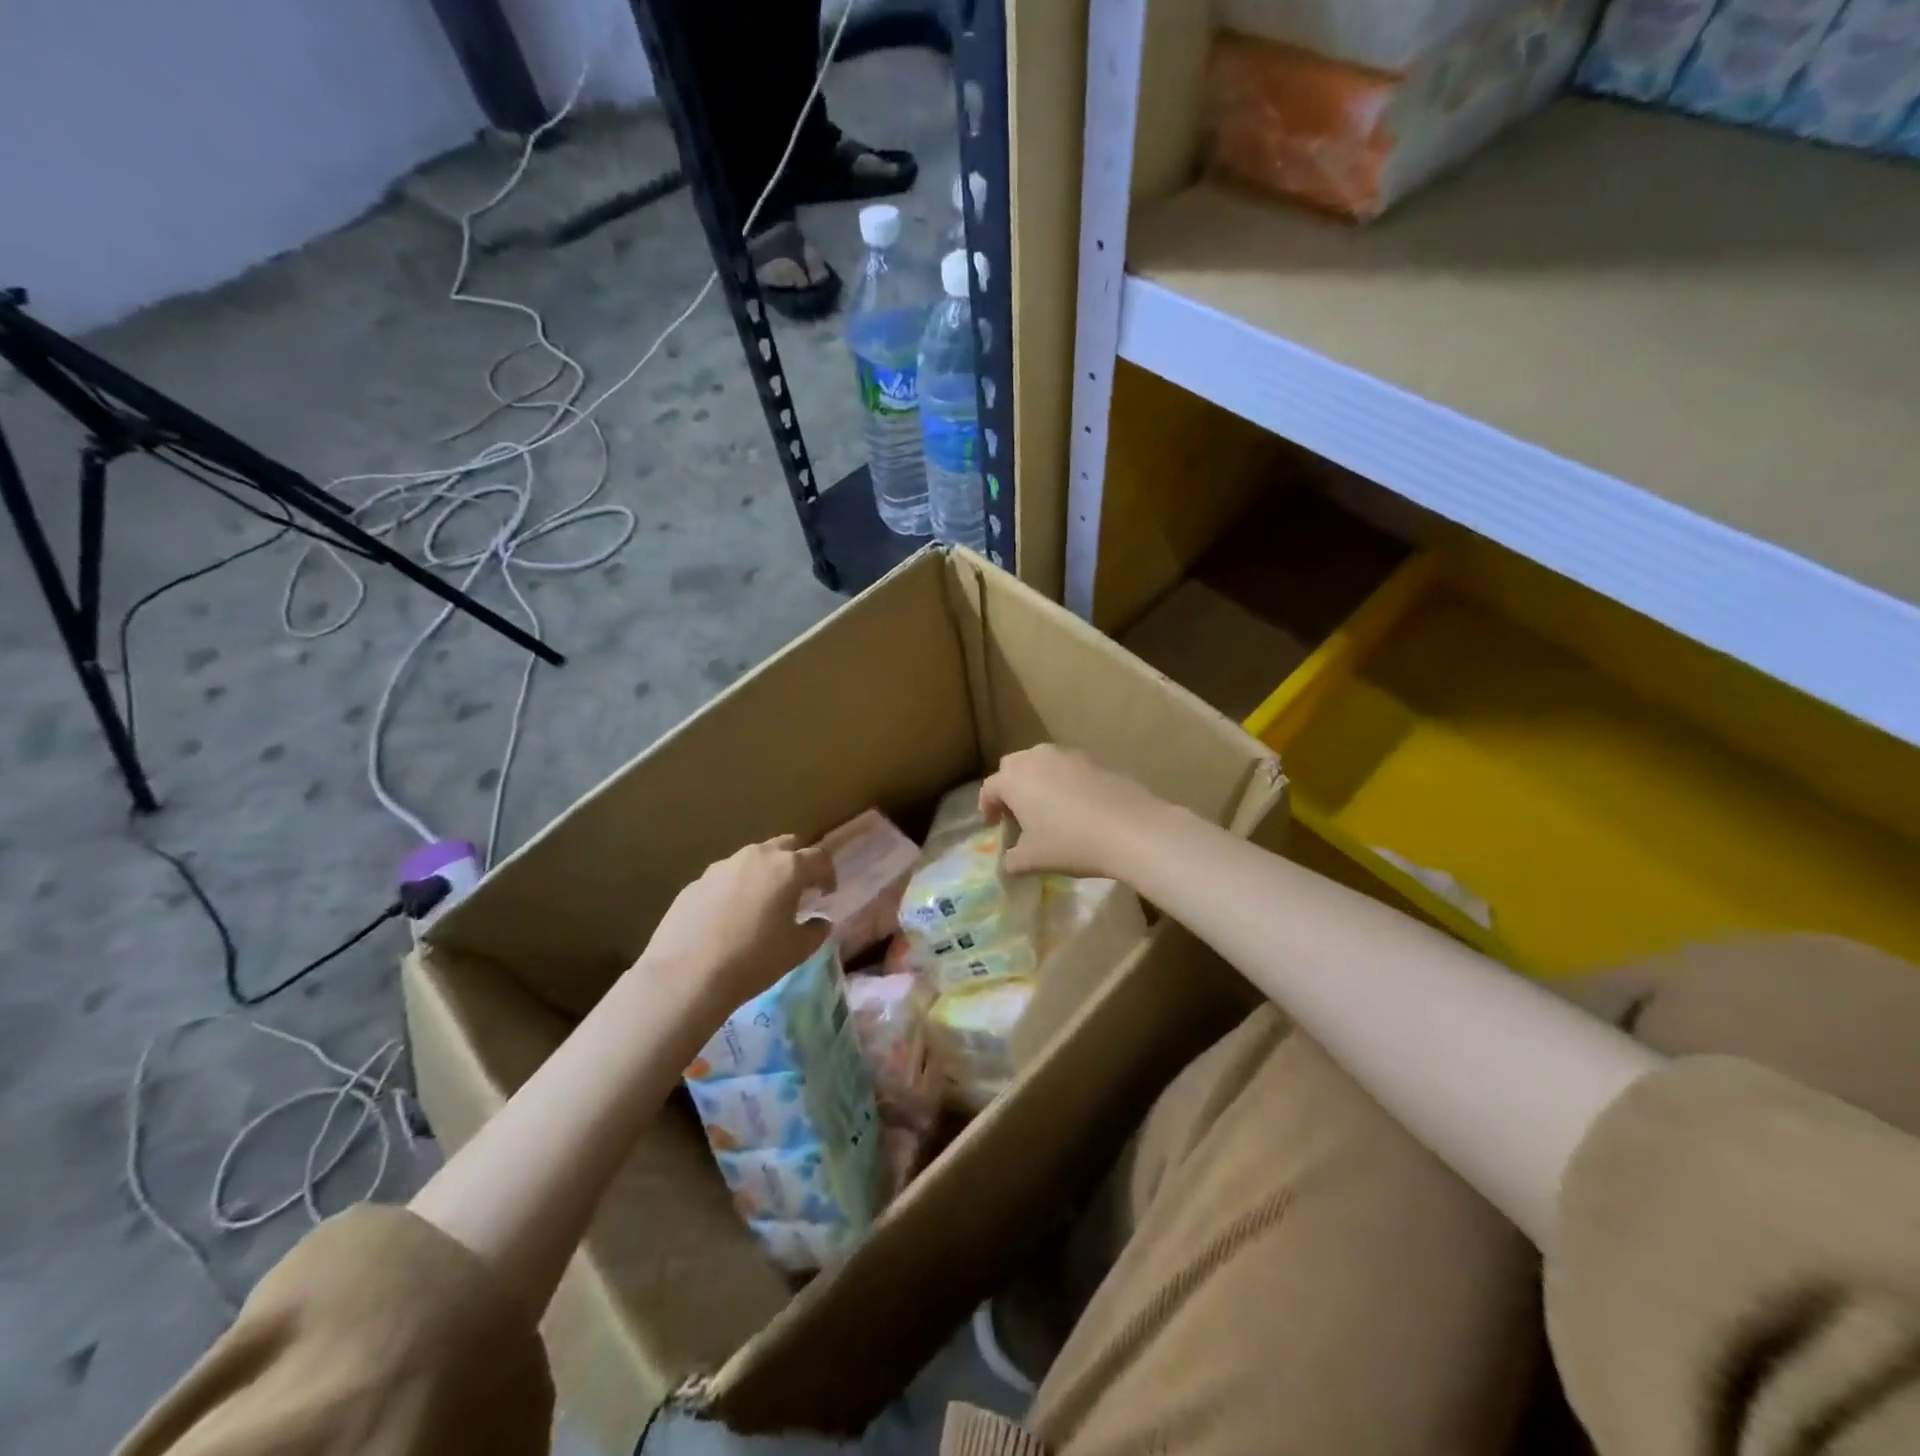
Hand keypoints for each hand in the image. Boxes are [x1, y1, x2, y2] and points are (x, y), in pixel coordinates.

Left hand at [636, 836, 834, 1017]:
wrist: (686, 976)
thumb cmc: (753, 960)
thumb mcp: (796, 951)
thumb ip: (815, 931)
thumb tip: (820, 921)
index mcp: (787, 868)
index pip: (819, 857)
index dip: (828, 874)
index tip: (827, 894)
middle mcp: (756, 857)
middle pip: (785, 846)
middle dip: (796, 863)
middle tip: (796, 891)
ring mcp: (722, 867)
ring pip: (752, 859)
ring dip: (764, 874)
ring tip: (761, 905)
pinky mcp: (695, 883)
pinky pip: (725, 878)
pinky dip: (735, 889)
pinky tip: (728, 919)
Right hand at [980, 745, 1169, 878]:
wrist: (1131, 829)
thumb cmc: (1071, 843)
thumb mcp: (1034, 859)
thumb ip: (1013, 859)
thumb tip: (1009, 862)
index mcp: (1014, 779)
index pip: (989, 788)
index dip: (986, 807)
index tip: (991, 825)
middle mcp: (1037, 758)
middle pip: (1013, 767)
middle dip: (1009, 787)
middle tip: (1015, 813)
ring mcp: (1068, 755)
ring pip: (1041, 762)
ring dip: (1036, 781)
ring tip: (1045, 808)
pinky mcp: (1095, 760)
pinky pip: (1068, 768)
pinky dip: (1063, 781)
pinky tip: (1075, 805)